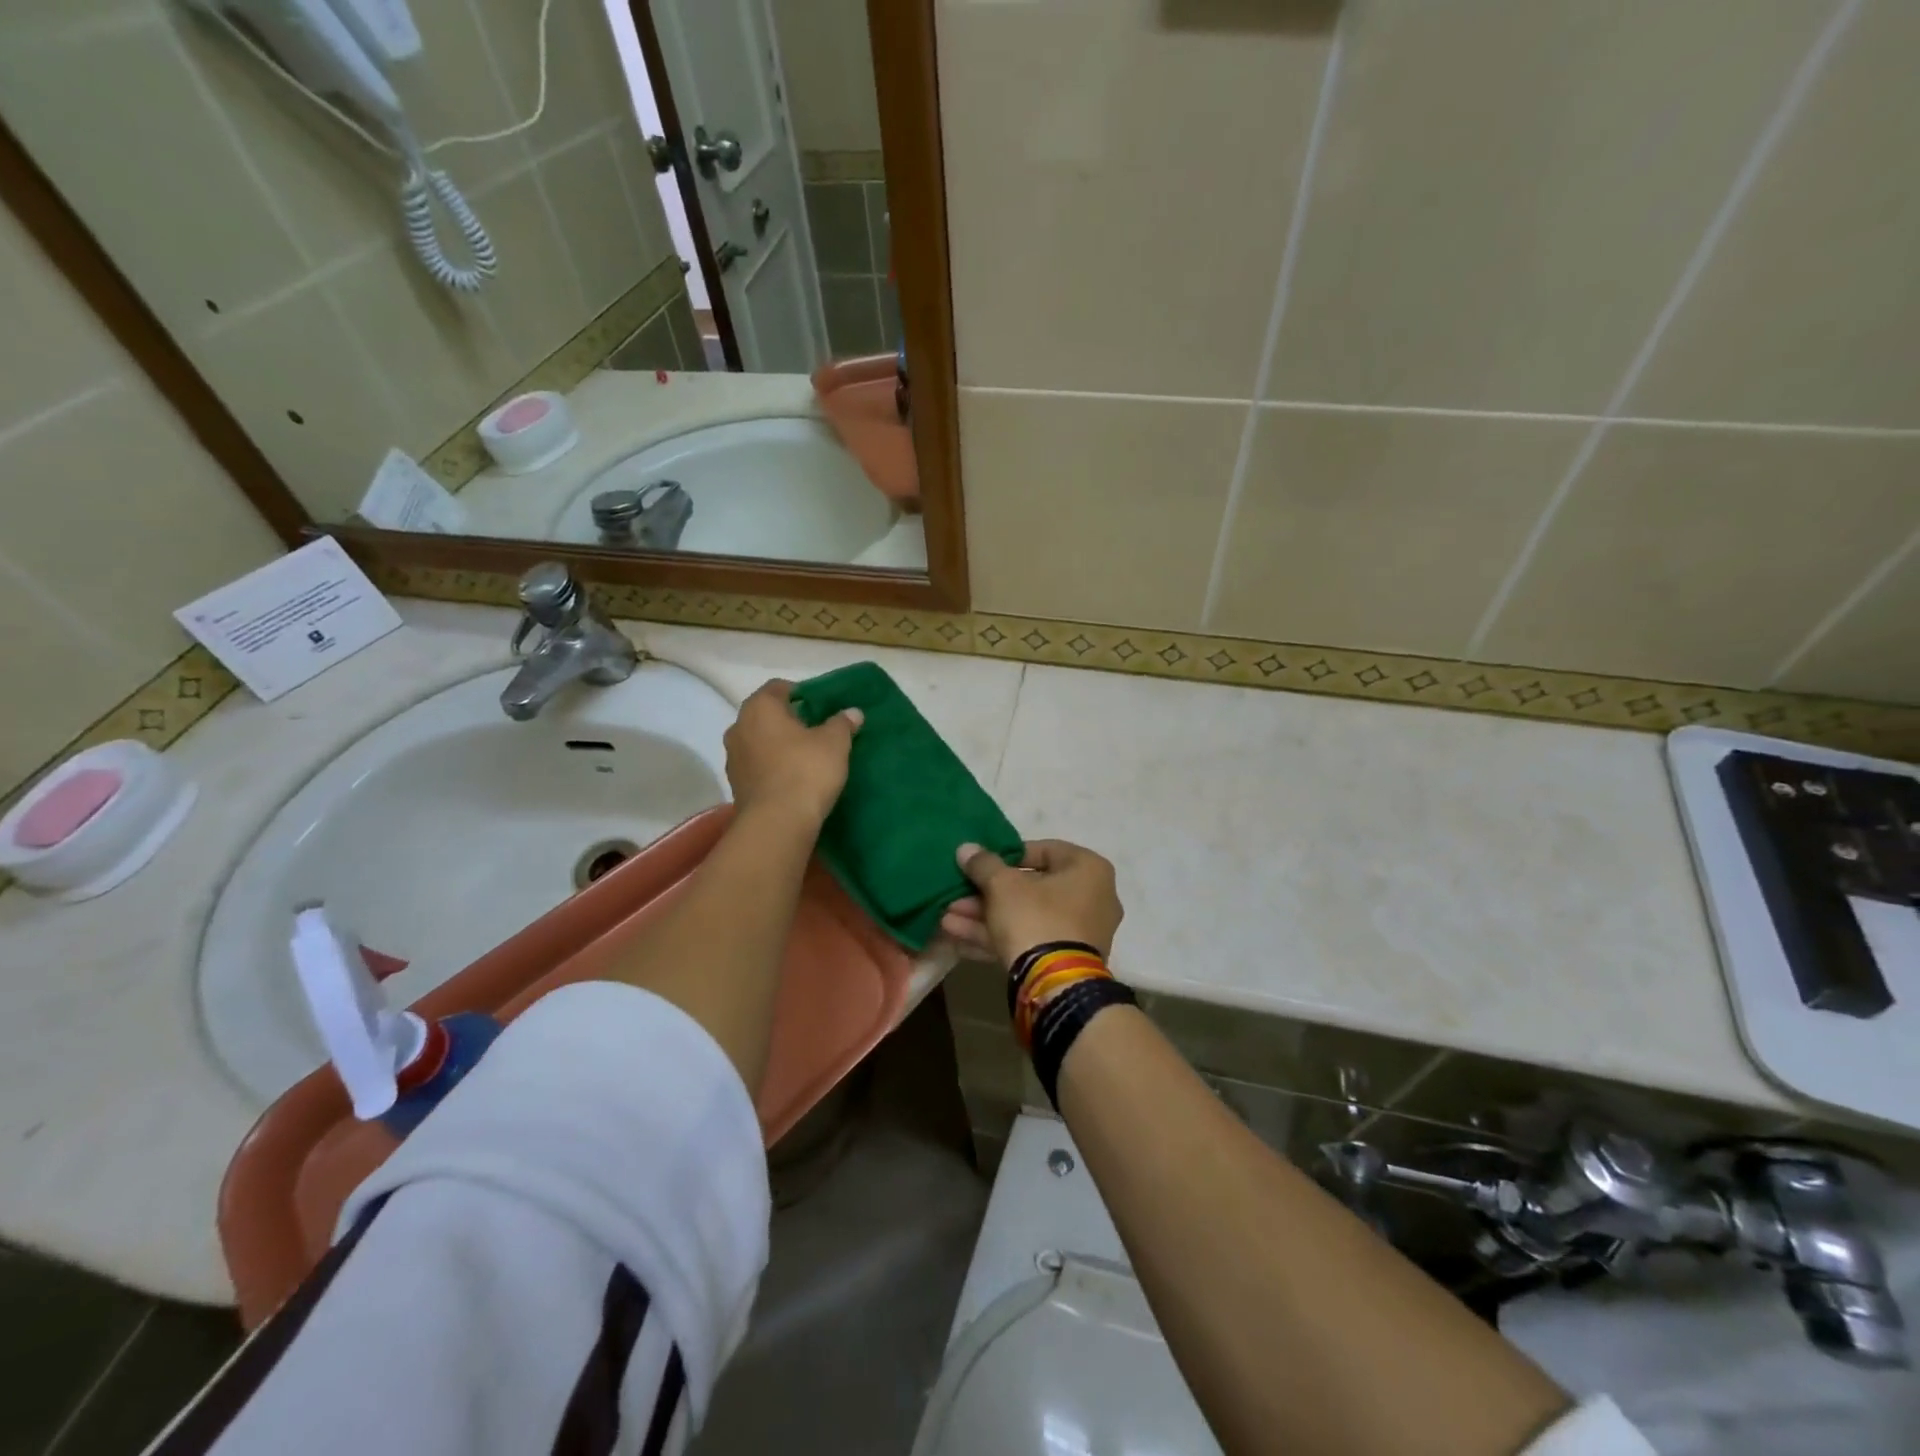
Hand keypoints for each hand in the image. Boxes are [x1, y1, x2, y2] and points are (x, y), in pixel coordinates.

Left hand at [724, 680, 861, 826]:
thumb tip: (852, 712)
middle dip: (788, 720)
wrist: (778, 823)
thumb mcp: (835, 743)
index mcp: (759, 708)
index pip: (778, 687)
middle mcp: (738, 727)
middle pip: (765, 715)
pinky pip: (756, 766)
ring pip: (759, 741)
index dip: (801, 693)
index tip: (820, 706)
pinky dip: (772, 767)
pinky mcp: (736, 785)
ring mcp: (733, 757)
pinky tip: (792, 778)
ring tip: (805, 757)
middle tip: (816, 730)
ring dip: (778, 745)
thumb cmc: (806, 770)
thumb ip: (842, 723)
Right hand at [941, 839, 1123, 966]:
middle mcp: (1092, 898)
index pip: (1044, 850)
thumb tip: (966, 848)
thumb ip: (983, 864)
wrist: (1055, 986)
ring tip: (946, 916)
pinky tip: (956, 939)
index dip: (1007, 855)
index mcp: (1088, 869)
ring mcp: (1080, 933)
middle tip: (957, 893)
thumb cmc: (1036, 918)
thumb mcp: (1003, 885)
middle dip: (987, 892)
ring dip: (985, 916)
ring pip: (1025, 917)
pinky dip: (996, 937)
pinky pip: (1028, 940)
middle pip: (1031, 888)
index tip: (981, 863)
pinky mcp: (1065, 961)